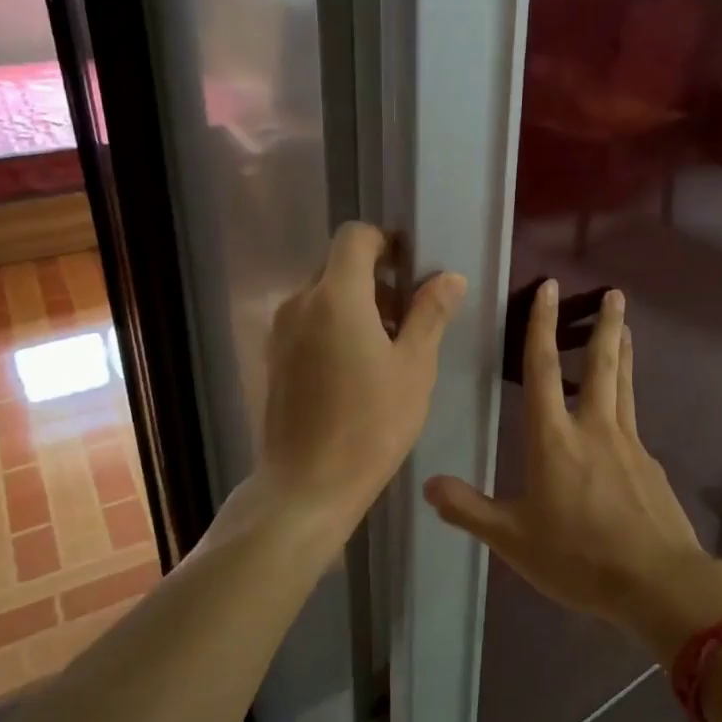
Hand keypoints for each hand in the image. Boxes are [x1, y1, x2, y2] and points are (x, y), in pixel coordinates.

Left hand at [258, 222, 465, 535]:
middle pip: (338, 266)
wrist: (306, 485)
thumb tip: (449, 277)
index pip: (355, 236)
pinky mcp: (272, 358)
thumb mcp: (414, 368)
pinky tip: (354, 371)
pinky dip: (333, 328)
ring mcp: (280, 332)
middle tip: (407, 320)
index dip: (385, 241)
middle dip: (375, 280)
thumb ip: (430, 314)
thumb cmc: (370, 425)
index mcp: (336, 296)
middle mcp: (300, 303)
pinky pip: (307, 323)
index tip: (411, 269)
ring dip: (355, 306)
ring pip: (322, 297)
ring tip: (385, 350)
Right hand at [424, 282, 721, 662]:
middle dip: (604, 325)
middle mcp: (594, 428)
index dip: (542, 325)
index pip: (542, 368)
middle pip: (601, 364)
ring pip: (624, 385)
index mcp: (554, 438)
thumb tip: (428, 484)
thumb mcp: (512, 539)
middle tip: (615, 293)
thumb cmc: (578, 557)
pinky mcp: (650, 465)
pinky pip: (634, 420)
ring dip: (624, 351)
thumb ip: (469, 509)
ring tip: (627, 326)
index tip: (550, 288)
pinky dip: (628, 399)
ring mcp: (629, 444)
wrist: (657, 583)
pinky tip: (623, 414)